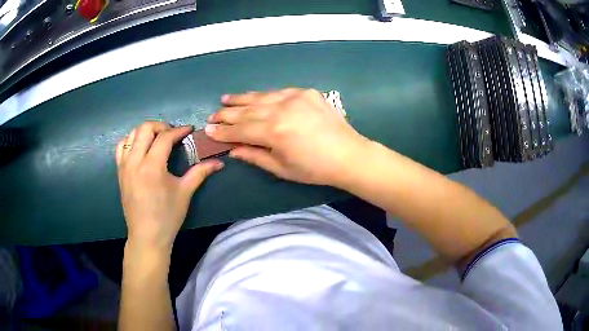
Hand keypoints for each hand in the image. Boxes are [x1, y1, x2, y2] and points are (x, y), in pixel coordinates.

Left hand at [116, 122, 223, 251]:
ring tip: (156, 139)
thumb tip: (219, 162)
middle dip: (161, 126)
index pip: (165, 137)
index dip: (179, 131)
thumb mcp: (185, 193)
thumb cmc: (167, 216)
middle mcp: (135, 161)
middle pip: (145, 128)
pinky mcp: (119, 172)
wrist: (147, 236)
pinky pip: (121, 147)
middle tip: (172, 134)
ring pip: (131, 135)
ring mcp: (124, 166)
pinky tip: (140, 148)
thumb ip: (200, 173)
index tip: (189, 130)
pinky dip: (131, 141)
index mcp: (152, 167)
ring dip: (145, 132)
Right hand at [206, 88, 369, 186]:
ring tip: (226, 100)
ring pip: (261, 97)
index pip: (240, 130)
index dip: (223, 131)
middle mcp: (281, 109)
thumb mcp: (281, 168)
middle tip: (213, 115)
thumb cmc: (314, 169)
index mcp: (274, 132)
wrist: (349, 155)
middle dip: (227, 114)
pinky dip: (265, 96)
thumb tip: (232, 149)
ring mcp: (295, 97)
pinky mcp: (307, 92)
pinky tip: (256, 97)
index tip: (208, 130)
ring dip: (242, 99)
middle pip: (247, 110)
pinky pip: (279, 92)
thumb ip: (255, 155)